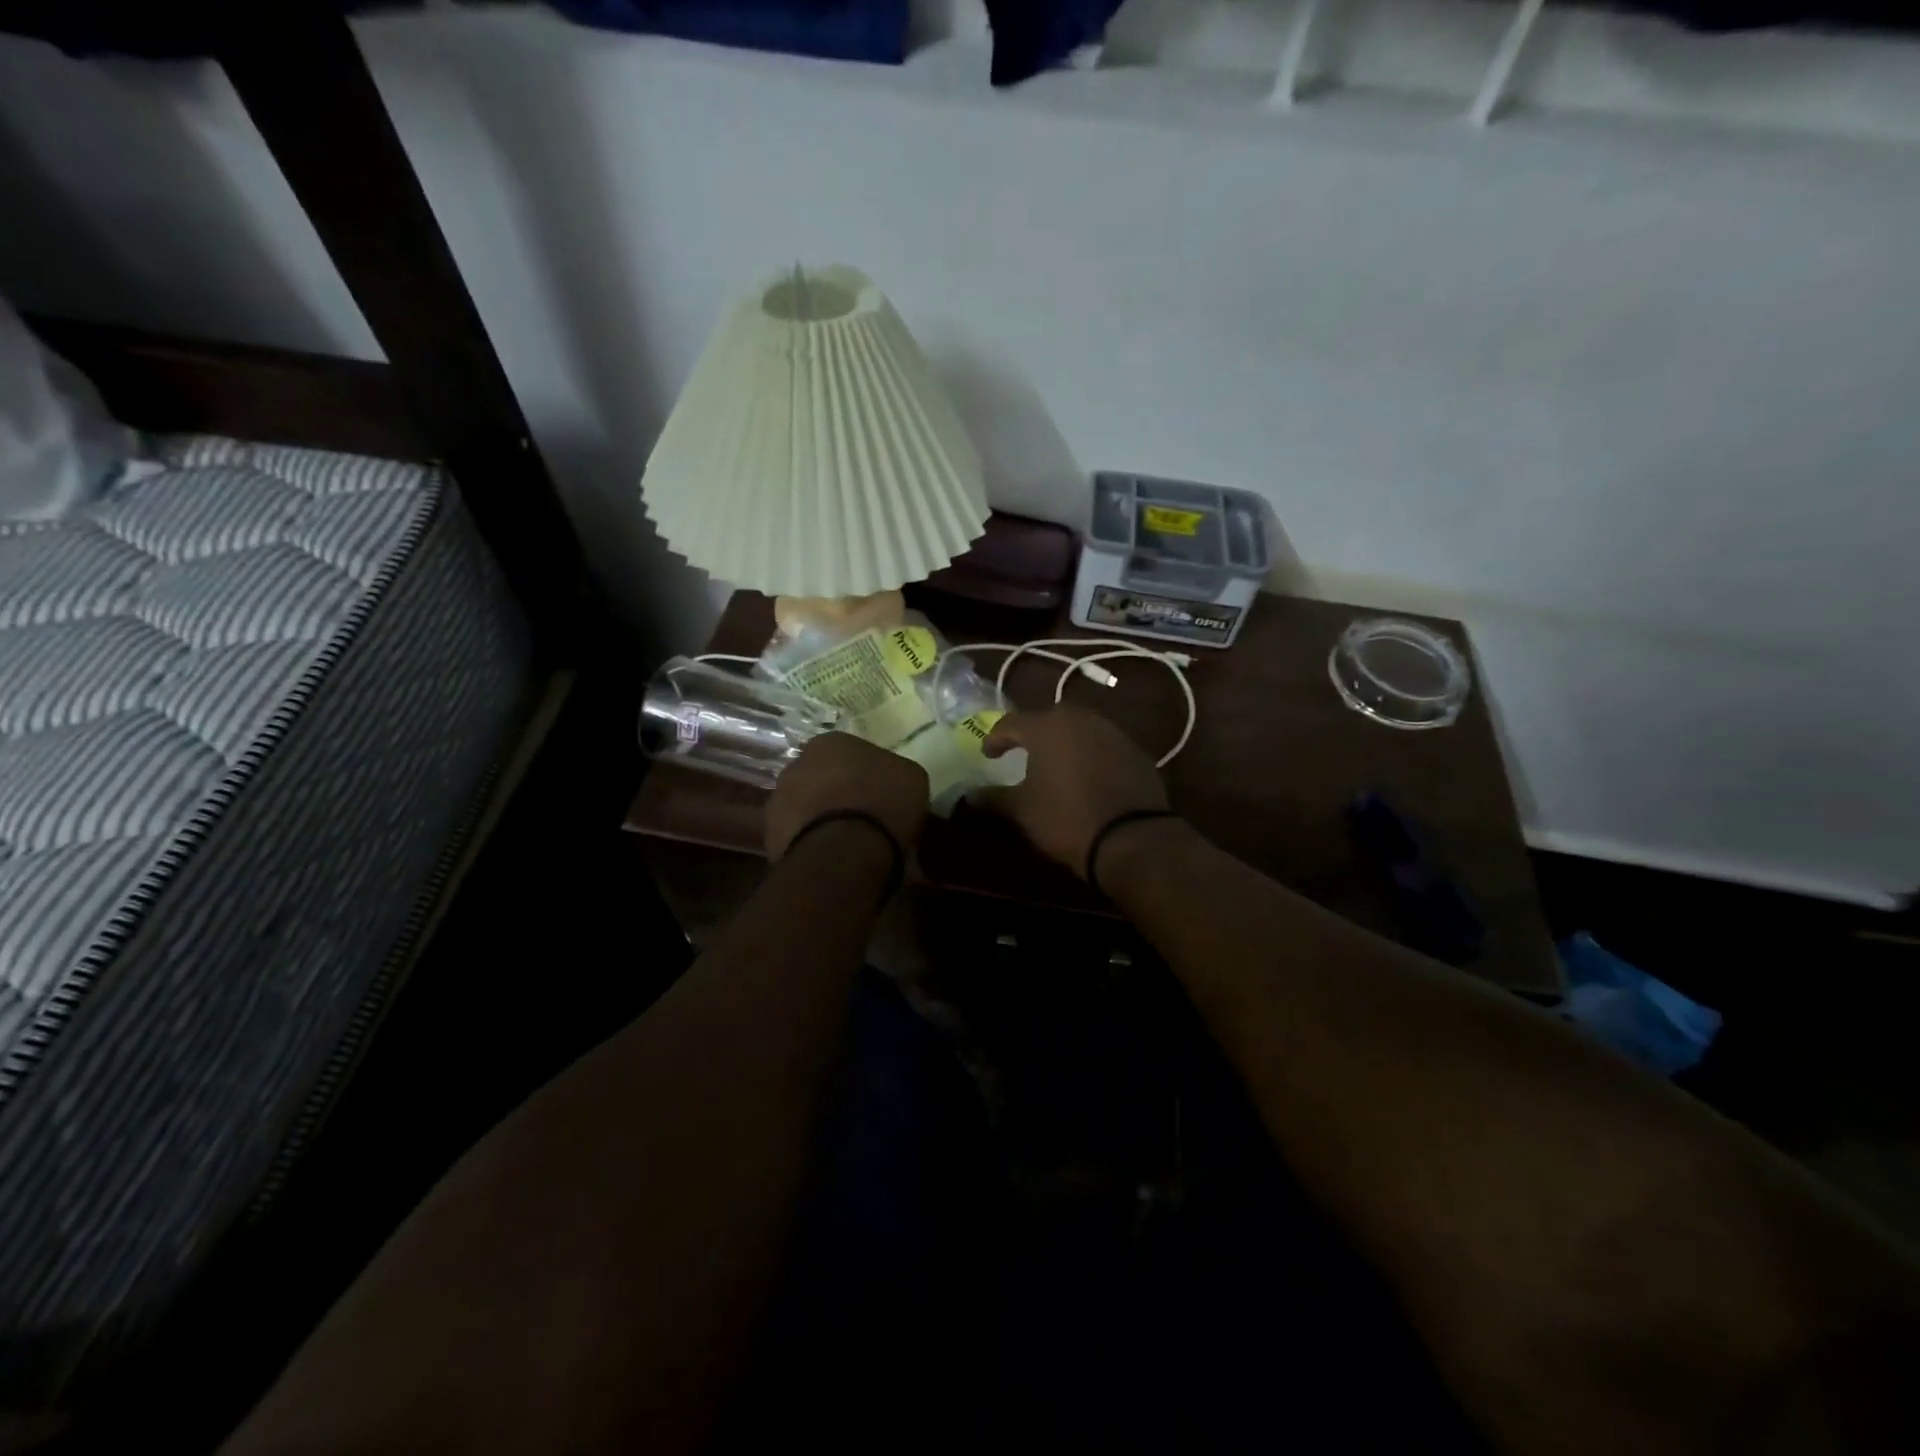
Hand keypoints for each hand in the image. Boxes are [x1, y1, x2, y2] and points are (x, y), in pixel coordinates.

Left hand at [765, 732, 928, 859]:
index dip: (866, 775)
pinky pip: (797, 837)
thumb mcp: (911, 779)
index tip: (880, 796)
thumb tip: (890, 784)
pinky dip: (812, 845)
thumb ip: (895, 774)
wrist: (843, 851)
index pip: (849, 753)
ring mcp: (778, 799)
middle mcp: (797, 763)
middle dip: (839, 795)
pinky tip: (832, 860)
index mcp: (831, 742)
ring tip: (847, 846)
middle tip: (863, 819)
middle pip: (823, 778)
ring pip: (806, 807)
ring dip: (821, 820)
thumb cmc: (882, 803)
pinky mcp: (770, 835)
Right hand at [982, 705, 1168, 875]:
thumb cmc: (1066, 818)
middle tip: (1024, 752)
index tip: (988, 754)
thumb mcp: (1022, 810)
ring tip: (1056, 765)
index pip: (1012, 723)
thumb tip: (970, 795)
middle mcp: (1081, 719)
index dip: (996, 738)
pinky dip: (1091, 756)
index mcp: (1047, 727)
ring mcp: (1113, 733)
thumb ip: (994, 797)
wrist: (1131, 838)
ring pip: (1081, 729)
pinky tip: (1088, 778)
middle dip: (1035, 733)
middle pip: (1050, 718)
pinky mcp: (1136, 752)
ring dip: (1066, 742)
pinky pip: (1105, 746)